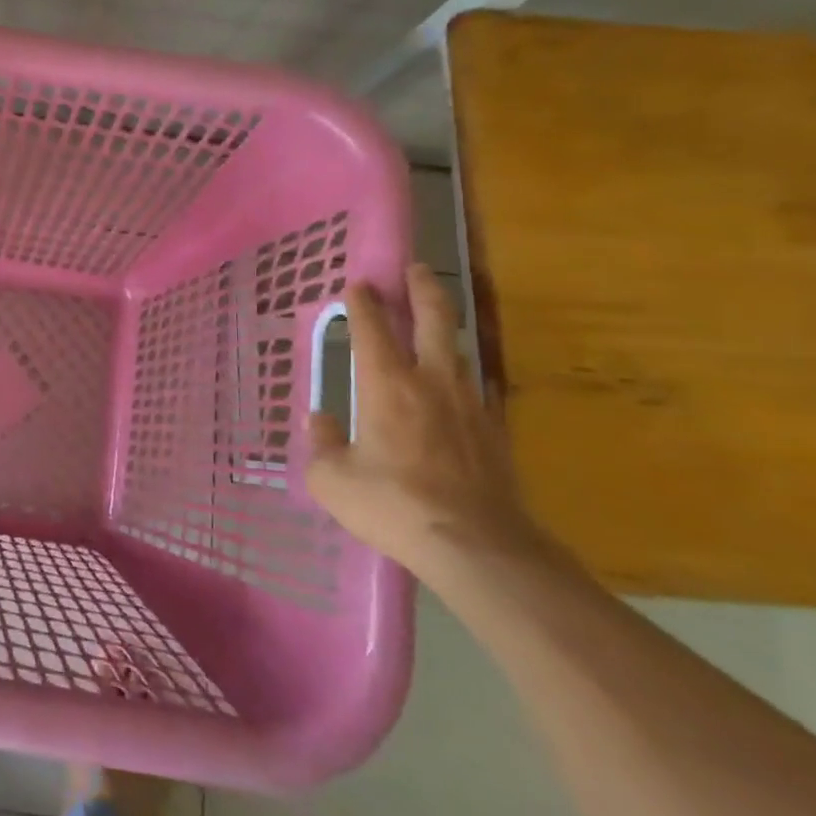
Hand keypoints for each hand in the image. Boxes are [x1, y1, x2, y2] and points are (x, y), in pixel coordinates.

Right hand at [306, 264, 544, 578]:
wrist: (478, 546)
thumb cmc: (393, 505)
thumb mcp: (333, 480)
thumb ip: (323, 444)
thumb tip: (321, 421)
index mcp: (386, 385)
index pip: (372, 329)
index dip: (363, 303)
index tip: (357, 285)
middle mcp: (431, 382)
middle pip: (433, 321)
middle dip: (423, 289)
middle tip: (415, 268)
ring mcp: (469, 405)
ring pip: (459, 350)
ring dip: (445, 327)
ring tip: (435, 320)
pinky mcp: (494, 432)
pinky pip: (473, 387)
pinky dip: (459, 373)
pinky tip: (453, 385)